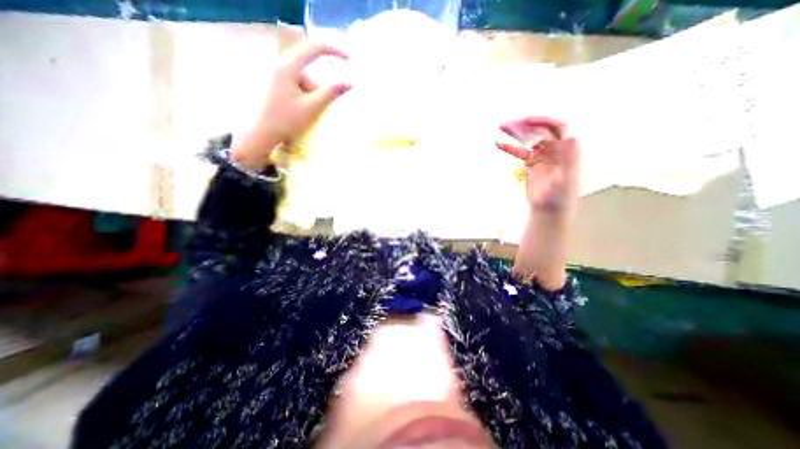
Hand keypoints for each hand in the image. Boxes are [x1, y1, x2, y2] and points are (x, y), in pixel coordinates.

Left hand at [234, 43, 352, 171]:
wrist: (265, 133)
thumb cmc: (287, 120)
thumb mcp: (313, 107)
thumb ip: (331, 93)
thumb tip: (349, 82)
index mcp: (289, 66)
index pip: (315, 48)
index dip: (335, 51)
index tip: (350, 60)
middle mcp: (283, 65)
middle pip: (311, 67)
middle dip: (321, 85)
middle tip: (324, 103)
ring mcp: (280, 74)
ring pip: (307, 79)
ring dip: (314, 94)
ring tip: (310, 112)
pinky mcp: (280, 83)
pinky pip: (300, 85)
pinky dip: (307, 96)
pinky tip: (303, 110)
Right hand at [495, 116, 582, 215]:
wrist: (549, 210)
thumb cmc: (560, 199)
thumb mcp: (567, 180)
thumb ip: (569, 160)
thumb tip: (571, 138)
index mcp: (568, 149)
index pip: (558, 127)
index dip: (543, 120)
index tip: (525, 120)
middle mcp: (557, 149)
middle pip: (540, 130)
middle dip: (524, 125)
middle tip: (507, 123)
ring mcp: (544, 154)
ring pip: (529, 138)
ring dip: (516, 132)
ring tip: (502, 126)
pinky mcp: (533, 162)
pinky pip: (520, 151)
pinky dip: (510, 147)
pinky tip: (499, 144)